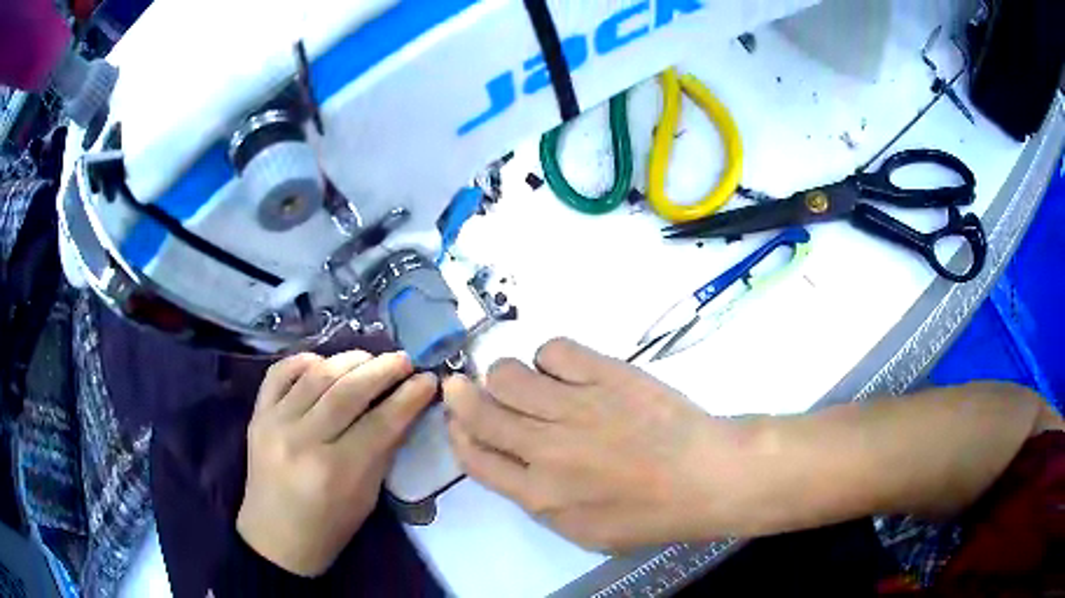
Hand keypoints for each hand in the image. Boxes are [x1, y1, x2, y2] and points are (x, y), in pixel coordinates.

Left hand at [237, 351, 436, 575]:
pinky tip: (324, 363)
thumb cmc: (330, 527)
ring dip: (349, 360)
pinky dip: (304, 360)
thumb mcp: (367, 497)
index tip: (428, 379)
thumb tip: (406, 407)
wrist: (276, 537)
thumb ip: (384, 450)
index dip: (408, 397)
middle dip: (382, 370)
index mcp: (336, 471)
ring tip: (371, 358)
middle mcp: (302, 441)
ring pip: (317, 375)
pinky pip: (279, 373)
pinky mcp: (257, 415)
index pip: (380, 422)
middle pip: (348, 391)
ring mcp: (274, 423)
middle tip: (404, 360)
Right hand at [444, 338, 743, 550]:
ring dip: (504, 376)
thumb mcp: (585, 531)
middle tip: (463, 385)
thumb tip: (512, 463)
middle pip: (479, 411)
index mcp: (540, 495)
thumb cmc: (651, 514)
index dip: (458, 434)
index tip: (458, 420)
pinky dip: (550, 358)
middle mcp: (546, 449)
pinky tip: (566, 370)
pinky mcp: (605, 374)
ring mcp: (576, 407)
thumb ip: (540, 502)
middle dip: (461, 395)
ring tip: (525, 383)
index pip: (475, 458)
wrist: (707, 477)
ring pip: (507, 374)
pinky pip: (553, 349)